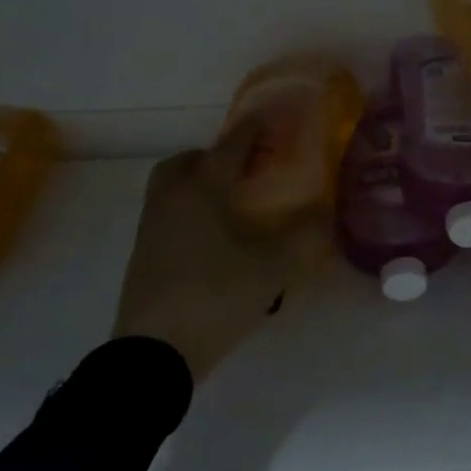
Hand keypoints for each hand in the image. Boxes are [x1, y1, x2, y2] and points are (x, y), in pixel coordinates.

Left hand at [113, 132, 329, 381]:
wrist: (153, 354)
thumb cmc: (215, 296)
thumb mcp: (272, 268)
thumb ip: (304, 237)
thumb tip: (327, 211)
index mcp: (202, 190)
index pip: (231, 145)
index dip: (253, 128)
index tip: (270, 116)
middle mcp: (171, 200)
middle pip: (185, 162)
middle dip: (214, 157)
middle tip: (243, 169)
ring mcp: (151, 229)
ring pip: (171, 189)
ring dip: (197, 185)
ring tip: (231, 205)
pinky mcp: (143, 257)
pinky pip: (166, 216)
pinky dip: (188, 212)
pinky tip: (213, 240)